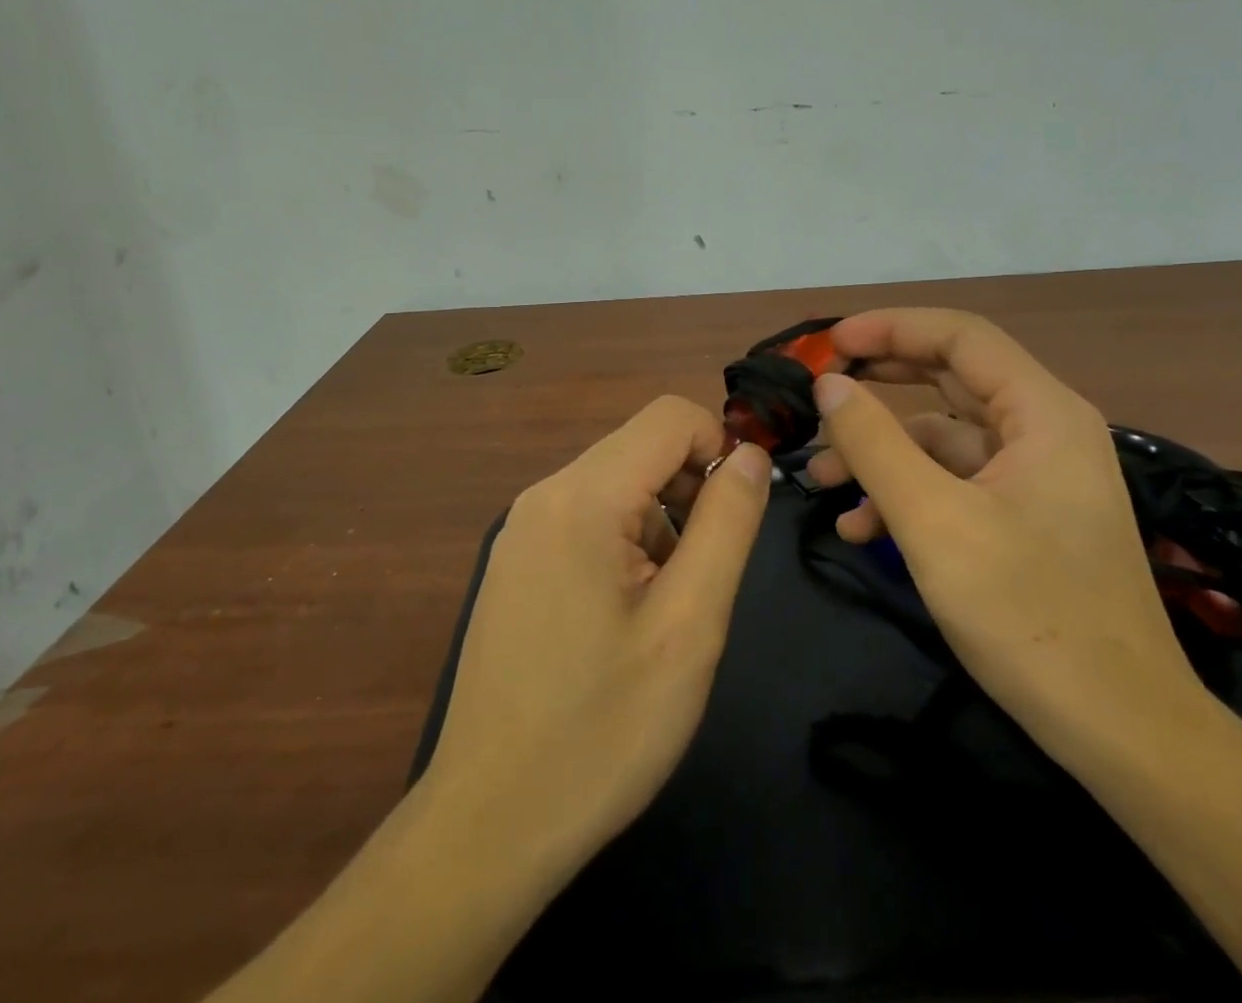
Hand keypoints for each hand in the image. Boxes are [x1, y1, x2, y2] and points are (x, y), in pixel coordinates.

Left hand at [421, 395, 771, 871]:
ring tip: (662, 609)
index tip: (736, 520)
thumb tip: (751, 456)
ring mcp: (522, 528)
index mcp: (582, 497)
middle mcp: (544, 494)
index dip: (720, 448)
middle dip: (690, 490)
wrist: (489, 825)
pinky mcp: (517, 560)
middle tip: (701, 577)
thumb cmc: (602, 729)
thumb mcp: (689, 625)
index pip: (671, 416)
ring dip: (660, 522)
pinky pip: (588, 516)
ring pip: (618, 483)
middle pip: (642, 447)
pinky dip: (625, 542)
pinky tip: (622, 618)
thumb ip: (728, 524)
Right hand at [806, 309, 1207, 764]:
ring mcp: (1035, 479)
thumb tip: (830, 384)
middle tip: (819, 390)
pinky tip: (858, 527)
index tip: (829, 345)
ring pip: (943, 438)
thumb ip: (874, 443)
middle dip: (879, 383)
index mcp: (1041, 413)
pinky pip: (954, 483)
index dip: (890, 328)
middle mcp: (1044, 432)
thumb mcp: (934, 521)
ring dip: (882, 451)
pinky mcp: (1023, 519)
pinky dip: (906, 493)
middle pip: (949, 379)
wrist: (1120, 733)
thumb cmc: (1028, 613)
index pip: (960, 336)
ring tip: (820, 478)